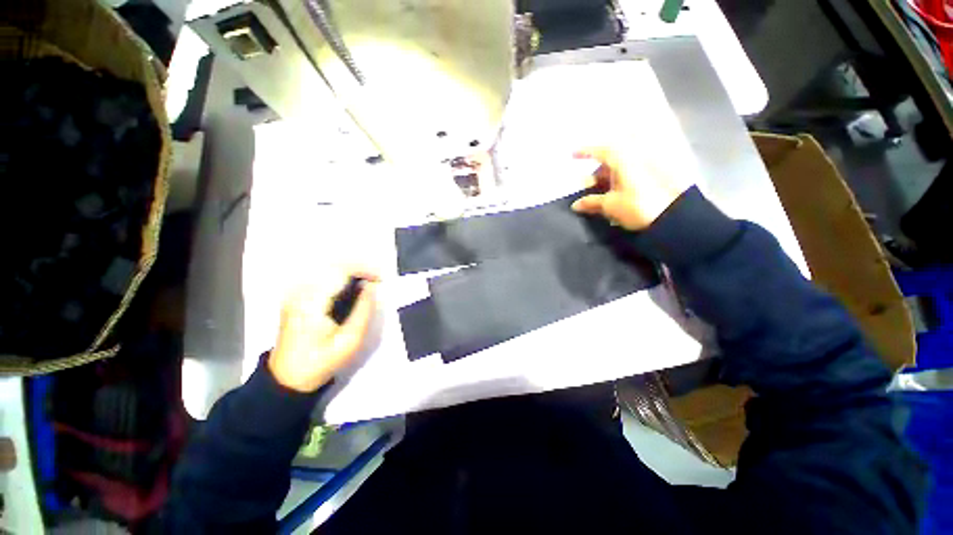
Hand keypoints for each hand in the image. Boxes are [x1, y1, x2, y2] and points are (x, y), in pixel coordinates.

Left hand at [268, 271, 377, 392]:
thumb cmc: (320, 362)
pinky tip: (353, 285)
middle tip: (377, 278)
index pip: (339, 271)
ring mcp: (295, 293)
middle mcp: (300, 292)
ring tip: (369, 280)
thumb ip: (364, 311)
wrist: (288, 378)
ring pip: (327, 268)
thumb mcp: (349, 341)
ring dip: (351, 270)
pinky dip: (341, 276)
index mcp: (312, 303)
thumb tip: (372, 287)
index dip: (363, 270)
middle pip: (333, 265)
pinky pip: (322, 276)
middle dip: (359, 267)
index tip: (380, 278)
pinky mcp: (296, 296)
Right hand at [570, 146, 690, 230]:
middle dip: (597, 171)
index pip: (600, 150)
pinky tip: (617, 192)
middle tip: (587, 186)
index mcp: (623, 159)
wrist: (673, 216)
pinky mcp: (656, 175)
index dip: (584, 152)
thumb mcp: (610, 205)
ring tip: (601, 193)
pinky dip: (621, 179)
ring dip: (608, 177)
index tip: (572, 154)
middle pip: (611, 159)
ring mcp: (648, 165)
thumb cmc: (637, 206)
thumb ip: (591, 202)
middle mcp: (636, 157)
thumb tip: (575, 205)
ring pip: (622, 166)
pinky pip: (632, 172)